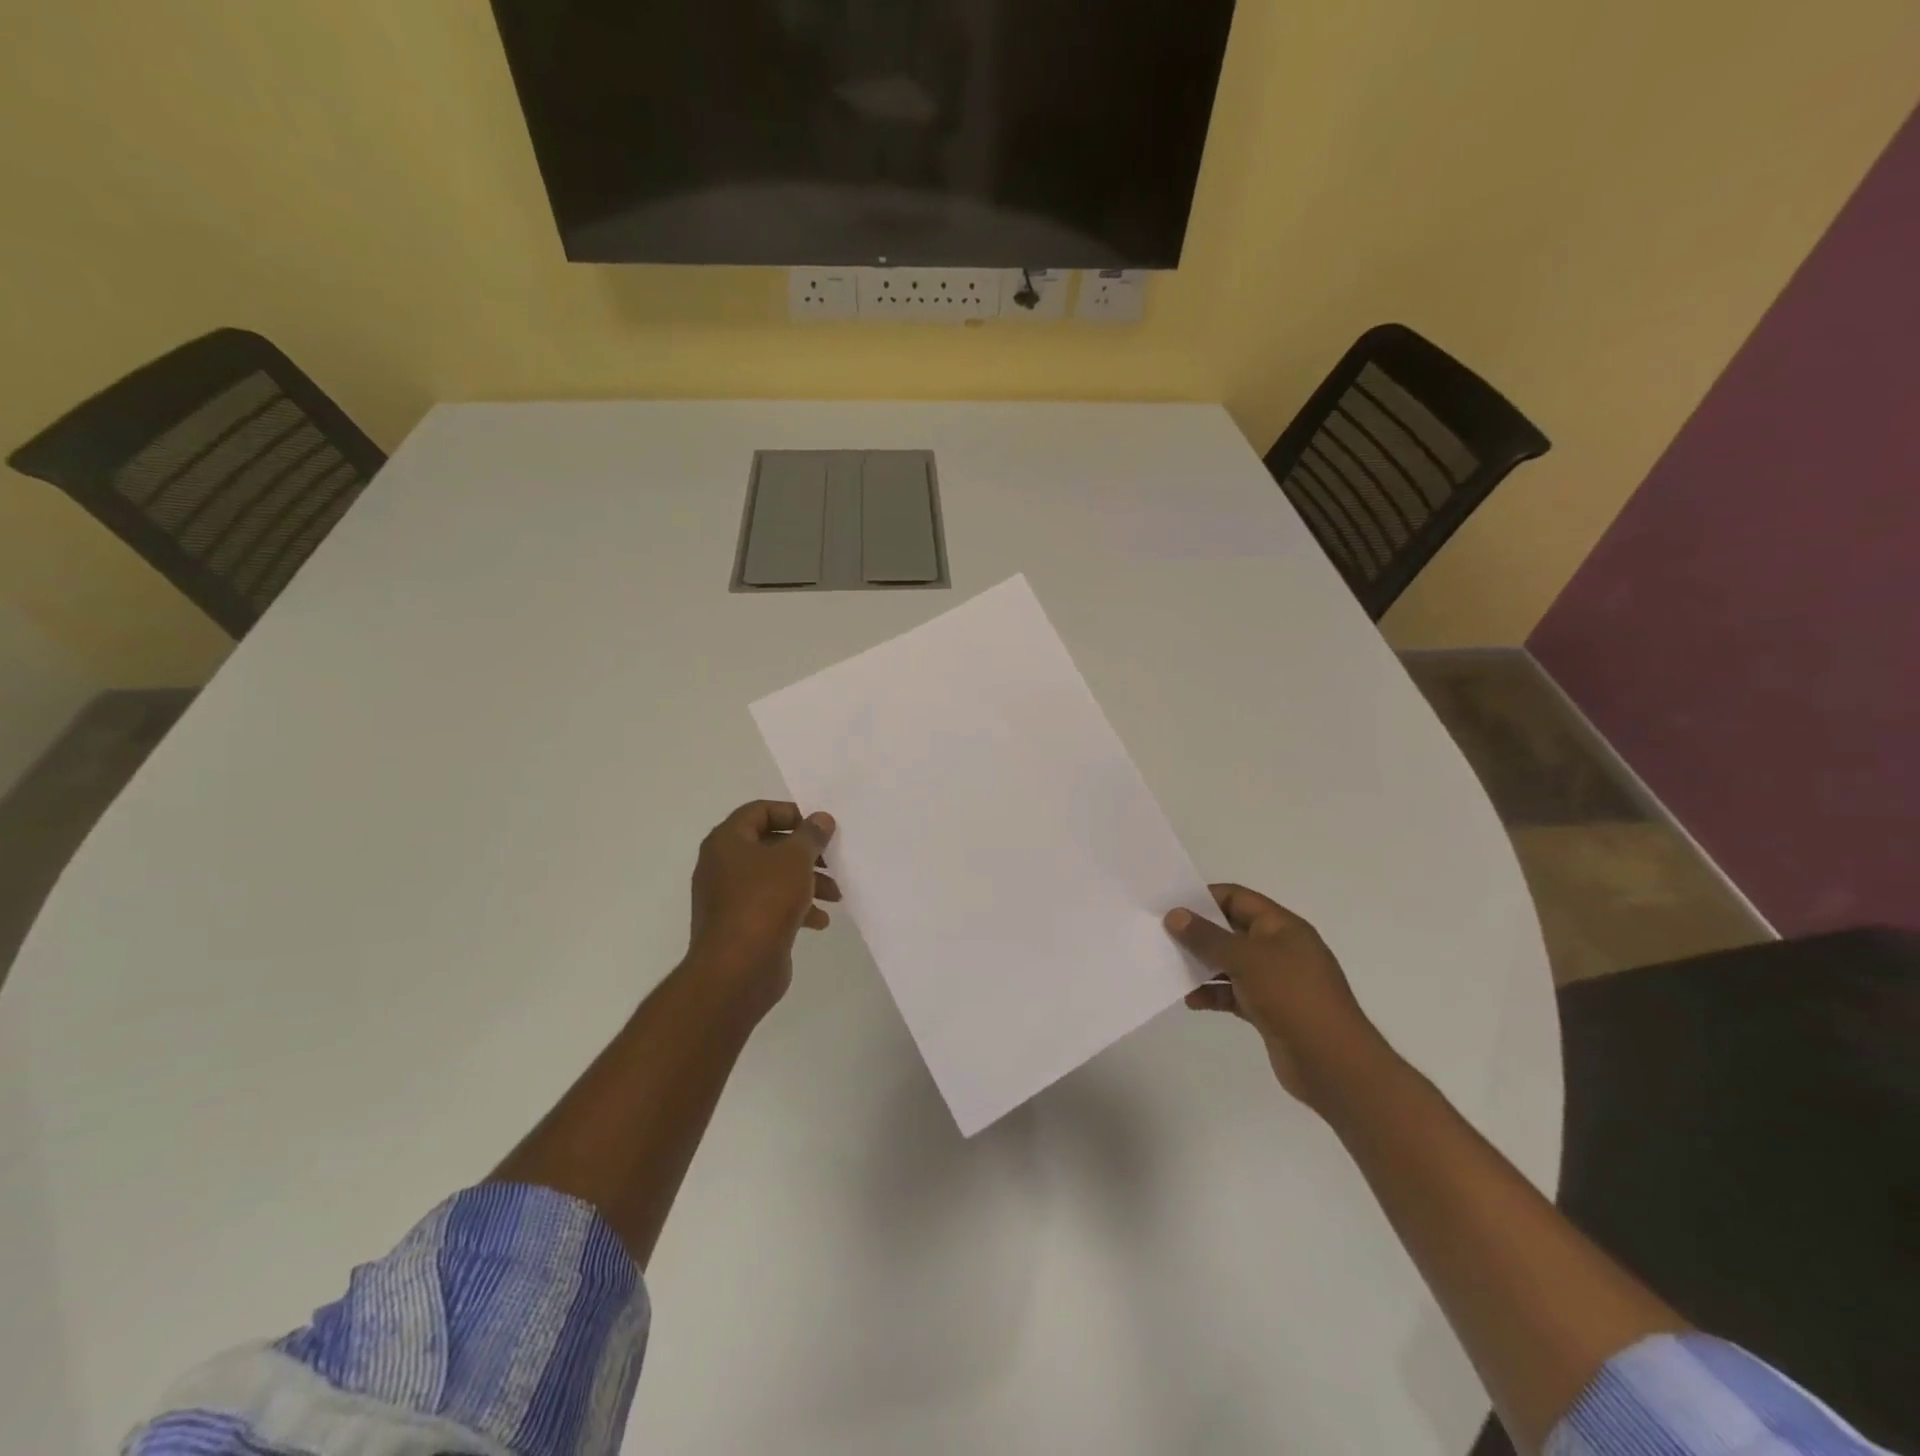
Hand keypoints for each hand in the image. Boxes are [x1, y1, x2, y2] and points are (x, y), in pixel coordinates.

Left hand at [688, 800, 838, 1017]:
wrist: (736, 970)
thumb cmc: (764, 901)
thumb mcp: (795, 859)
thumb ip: (811, 835)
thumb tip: (821, 818)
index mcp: (727, 841)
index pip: (759, 811)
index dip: (791, 813)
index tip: (819, 827)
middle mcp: (723, 865)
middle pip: (770, 846)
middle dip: (806, 853)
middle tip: (833, 859)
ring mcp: (730, 898)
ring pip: (774, 878)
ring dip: (807, 881)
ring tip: (836, 894)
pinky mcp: (741, 925)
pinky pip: (771, 906)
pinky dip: (796, 907)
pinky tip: (820, 921)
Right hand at [1164, 885, 1385, 1108]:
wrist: (1333, 1064)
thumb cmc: (1293, 998)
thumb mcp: (1246, 959)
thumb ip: (1207, 937)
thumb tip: (1175, 915)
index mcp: (1282, 927)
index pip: (1238, 898)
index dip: (1205, 898)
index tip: (1172, 905)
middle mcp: (1280, 949)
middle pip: (1232, 930)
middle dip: (1199, 933)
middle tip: (1162, 936)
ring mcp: (1276, 981)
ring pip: (1230, 964)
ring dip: (1202, 965)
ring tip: (1170, 968)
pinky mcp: (1269, 1010)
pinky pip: (1234, 993)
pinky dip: (1213, 994)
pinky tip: (1191, 1000)